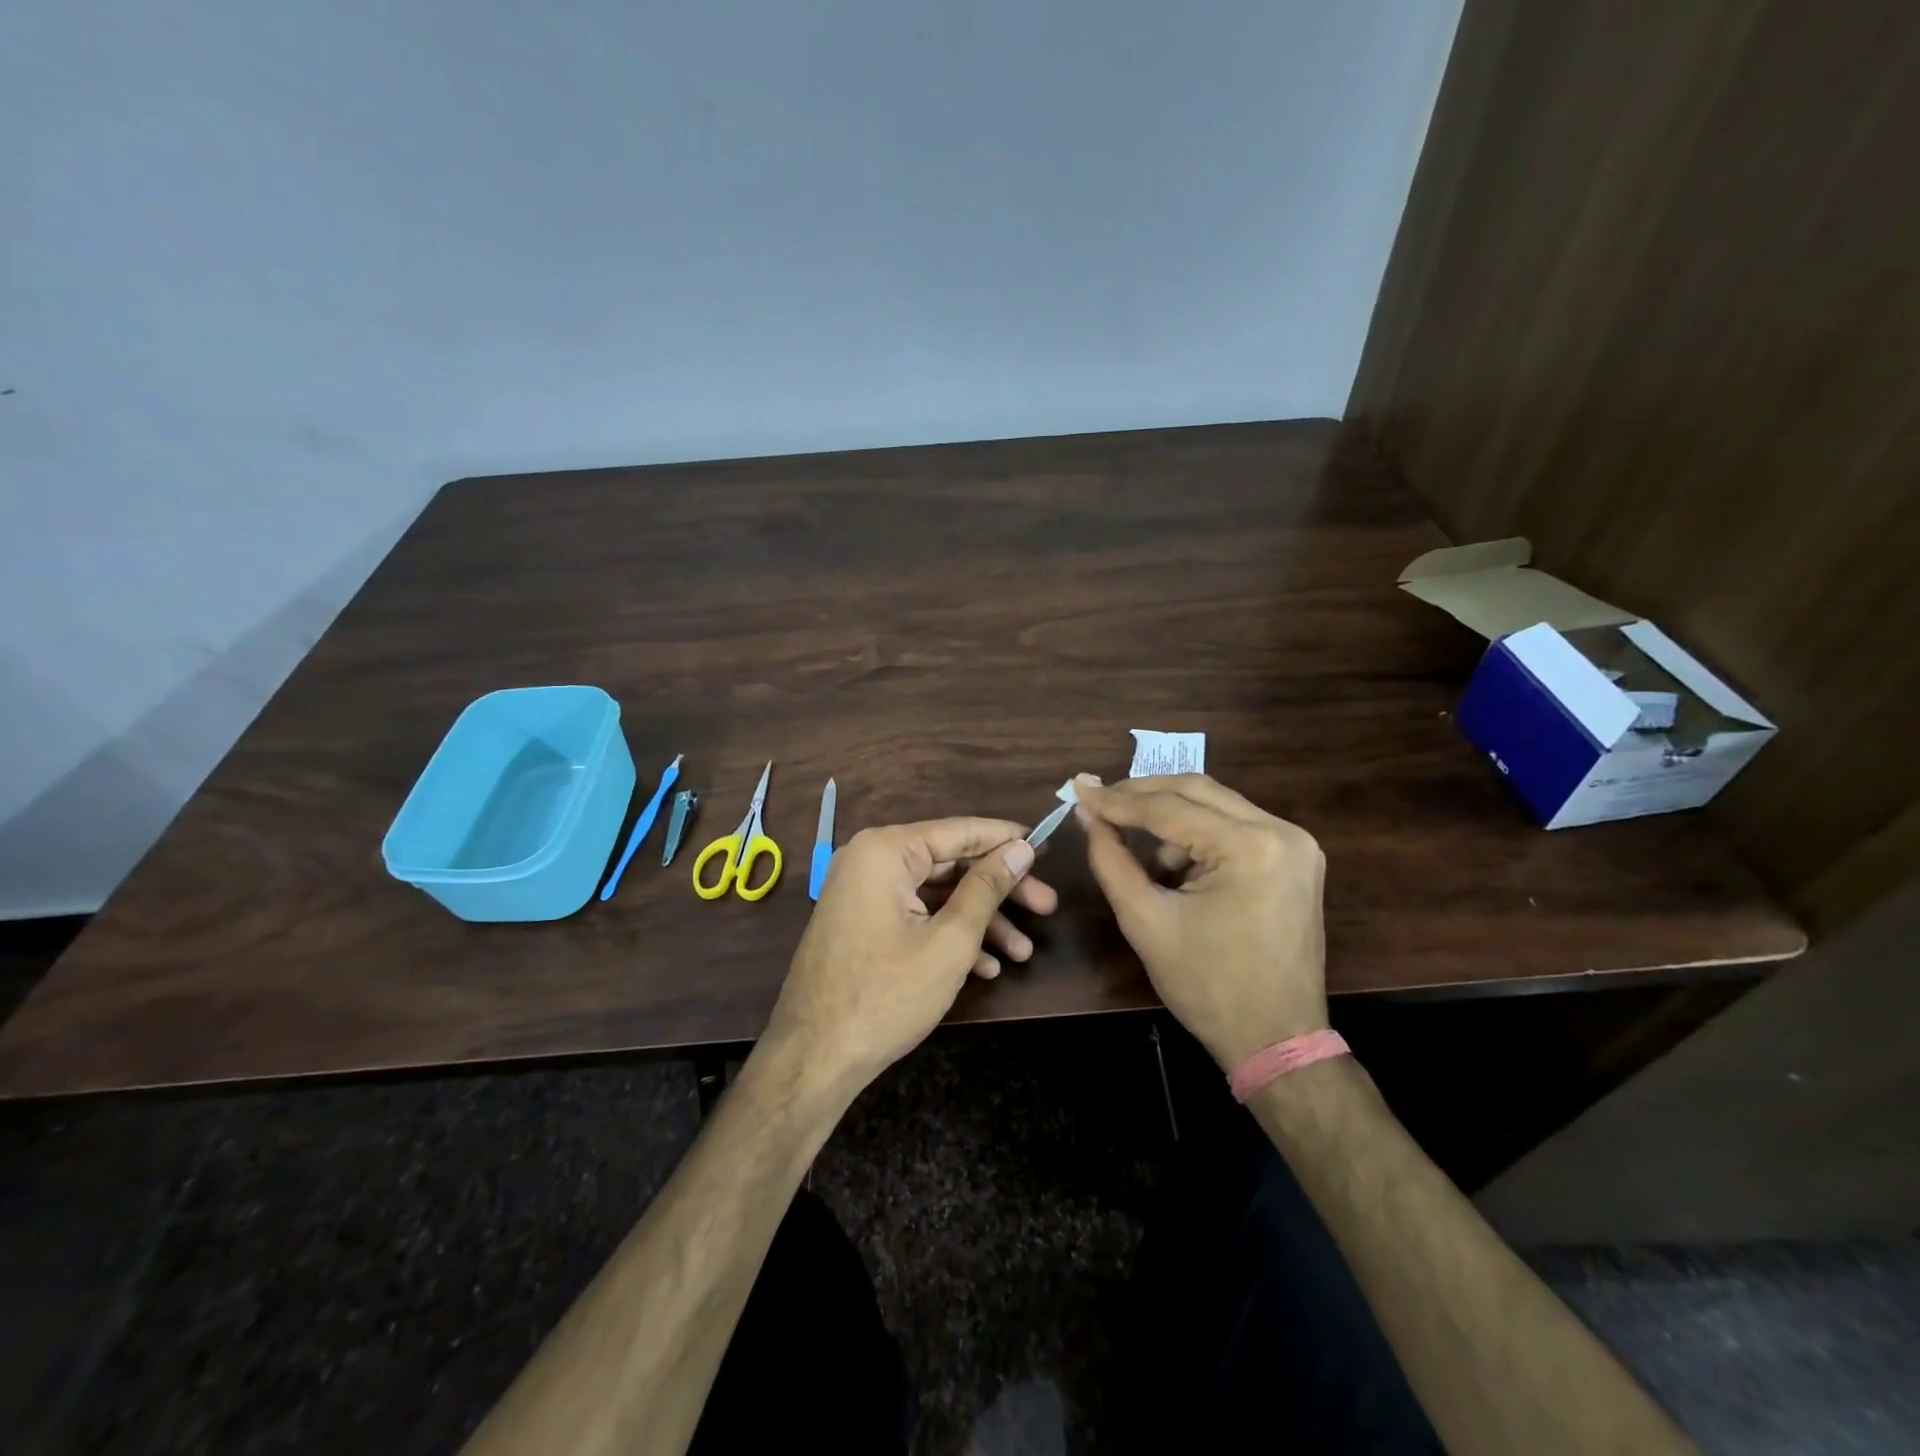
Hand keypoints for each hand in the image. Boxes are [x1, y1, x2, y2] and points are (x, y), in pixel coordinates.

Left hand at [761, 818, 1057, 1096]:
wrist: (813, 1059)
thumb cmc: (886, 995)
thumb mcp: (950, 940)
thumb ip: (987, 887)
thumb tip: (1021, 848)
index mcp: (886, 850)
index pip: (961, 831)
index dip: (1008, 840)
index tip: (1047, 849)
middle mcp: (871, 860)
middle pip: (950, 864)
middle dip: (1000, 890)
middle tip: (1047, 908)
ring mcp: (863, 893)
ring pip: (936, 894)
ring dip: (980, 921)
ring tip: (1023, 952)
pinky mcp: (862, 922)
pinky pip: (914, 915)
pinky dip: (948, 935)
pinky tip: (985, 967)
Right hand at [1075, 774, 1326, 1070]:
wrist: (1276, 1039)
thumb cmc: (1206, 985)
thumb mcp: (1145, 920)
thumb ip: (1111, 858)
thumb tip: (1087, 813)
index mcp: (1249, 847)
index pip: (1169, 807)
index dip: (1118, 800)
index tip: (1078, 789)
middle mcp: (1282, 832)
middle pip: (1198, 790)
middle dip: (1143, 794)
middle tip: (1099, 798)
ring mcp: (1297, 844)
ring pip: (1216, 805)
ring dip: (1171, 818)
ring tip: (1140, 852)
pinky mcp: (1297, 858)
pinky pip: (1235, 827)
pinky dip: (1198, 836)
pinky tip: (1177, 869)